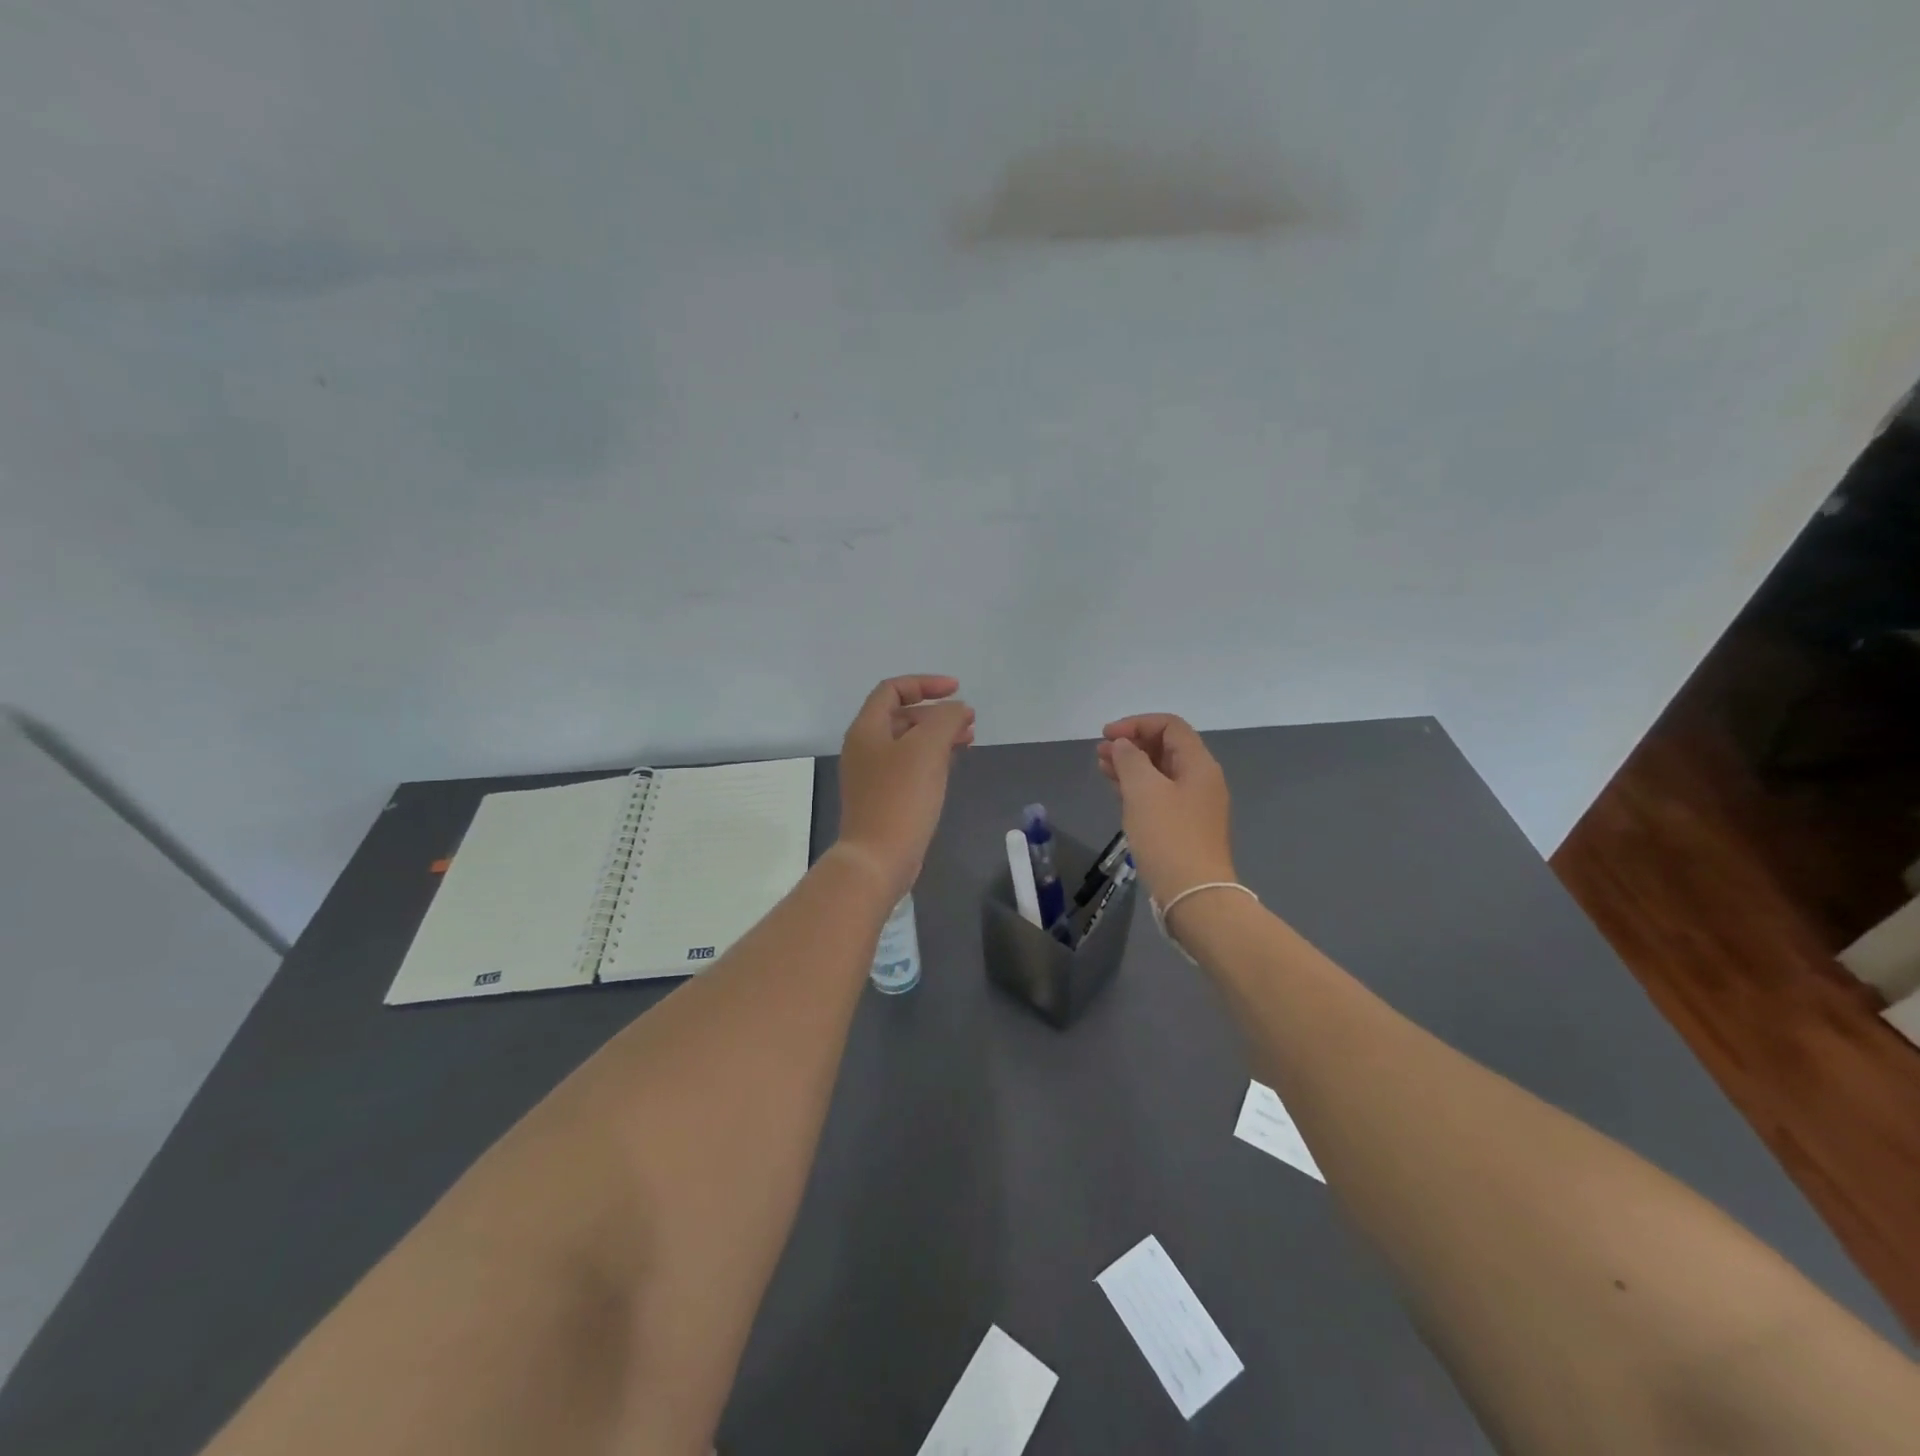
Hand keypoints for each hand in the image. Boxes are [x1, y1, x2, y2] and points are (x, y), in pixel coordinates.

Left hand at [835, 675, 975, 900]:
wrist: (878, 858)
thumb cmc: (901, 797)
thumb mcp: (927, 748)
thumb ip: (945, 719)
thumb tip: (957, 710)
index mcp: (867, 729)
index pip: (893, 690)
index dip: (925, 683)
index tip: (957, 690)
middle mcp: (864, 748)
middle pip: (901, 716)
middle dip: (937, 713)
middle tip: (969, 720)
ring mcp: (872, 775)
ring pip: (908, 743)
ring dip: (938, 736)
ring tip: (968, 740)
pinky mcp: (883, 798)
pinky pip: (910, 767)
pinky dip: (932, 759)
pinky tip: (952, 765)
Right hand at [1096, 714, 1236, 904]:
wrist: (1193, 895)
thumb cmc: (1168, 836)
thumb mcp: (1143, 790)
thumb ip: (1130, 759)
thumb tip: (1124, 746)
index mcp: (1199, 765)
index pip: (1170, 726)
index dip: (1136, 724)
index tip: (1106, 736)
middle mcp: (1201, 781)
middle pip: (1166, 747)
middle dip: (1132, 744)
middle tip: (1100, 752)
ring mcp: (1195, 806)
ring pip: (1160, 773)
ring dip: (1132, 765)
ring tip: (1102, 767)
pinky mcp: (1185, 827)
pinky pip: (1159, 795)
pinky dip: (1138, 787)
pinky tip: (1117, 791)